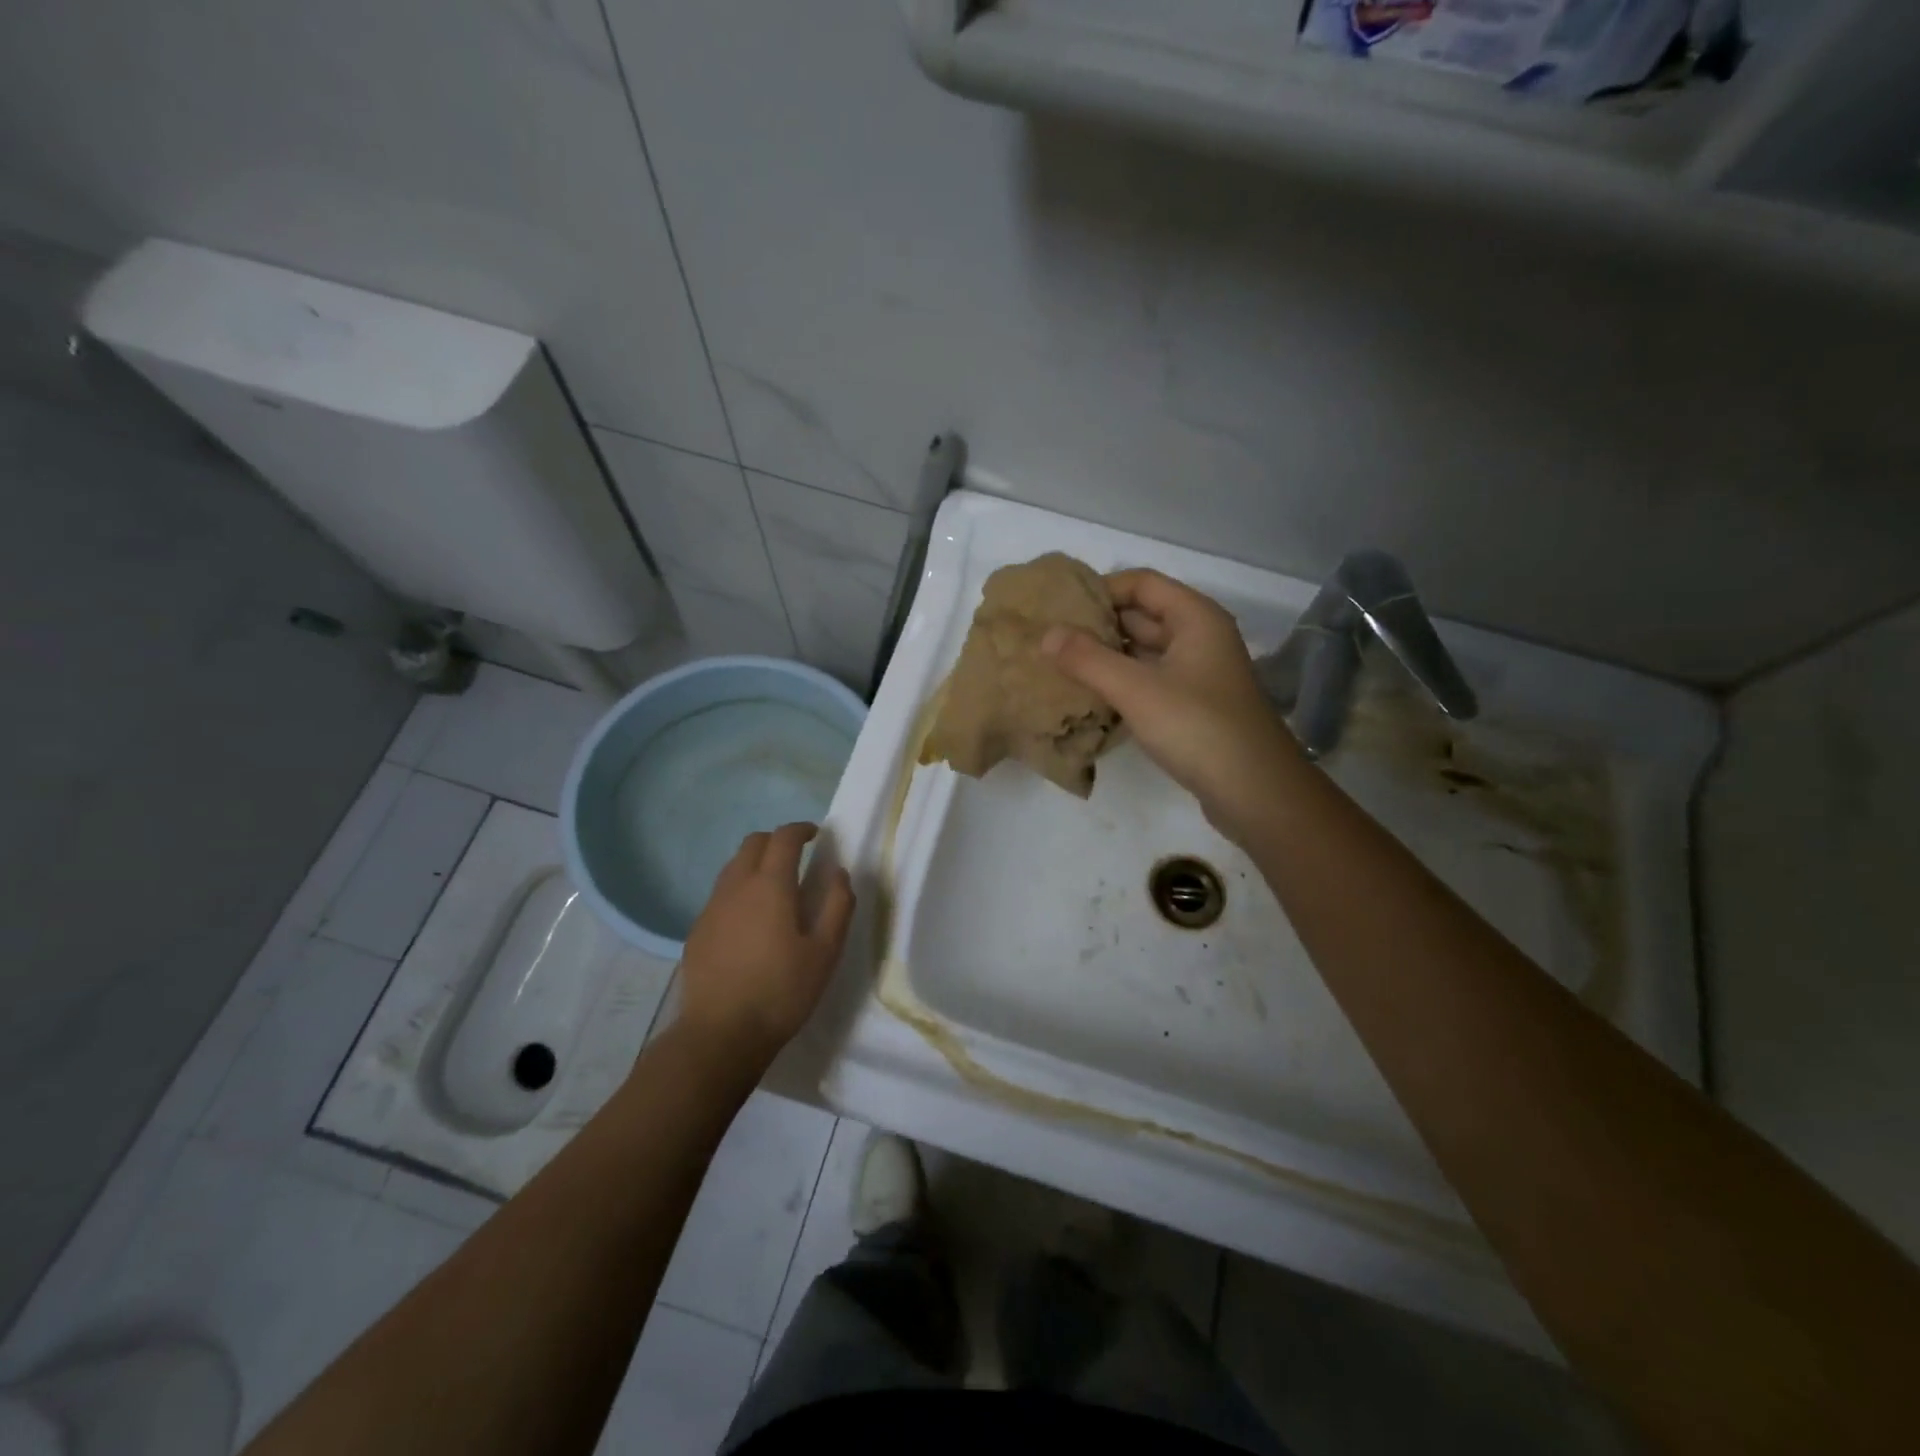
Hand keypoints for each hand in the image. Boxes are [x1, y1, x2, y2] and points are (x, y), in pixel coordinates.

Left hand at [678, 823, 855, 1062]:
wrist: (720, 1035)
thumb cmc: (781, 992)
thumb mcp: (825, 952)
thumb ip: (837, 905)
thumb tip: (839, 873)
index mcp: (770, 885)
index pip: (784, 838)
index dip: (801, 829)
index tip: (817, 834)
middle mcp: (736, 886)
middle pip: (753, 843)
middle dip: (776, 841)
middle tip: (797, 857)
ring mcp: (711, 908)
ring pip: (733, 867)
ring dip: (755, 863)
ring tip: (775, 888)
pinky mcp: (697, 930)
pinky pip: (720, 894)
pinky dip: (739, 890)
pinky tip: (750, 921)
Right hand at [1043, 569, 1300, 841]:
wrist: (1256, 792)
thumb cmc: (1197, 727)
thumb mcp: (1136, 689)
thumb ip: (1088, 659)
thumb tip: (1047, 634)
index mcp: (1195, 618)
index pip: (1141, 583)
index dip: (1101, 589)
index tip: (1059, 608)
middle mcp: (1200, 638)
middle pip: (1142, 616)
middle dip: (1099, 625)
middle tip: (1051, 638)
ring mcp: (1198, 675)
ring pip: (1144, 653)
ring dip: (1107, 657)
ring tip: (1060, 666)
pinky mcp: (1193, 707)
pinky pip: (1150, 682)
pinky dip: (1121, 684)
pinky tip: (1090, 697)